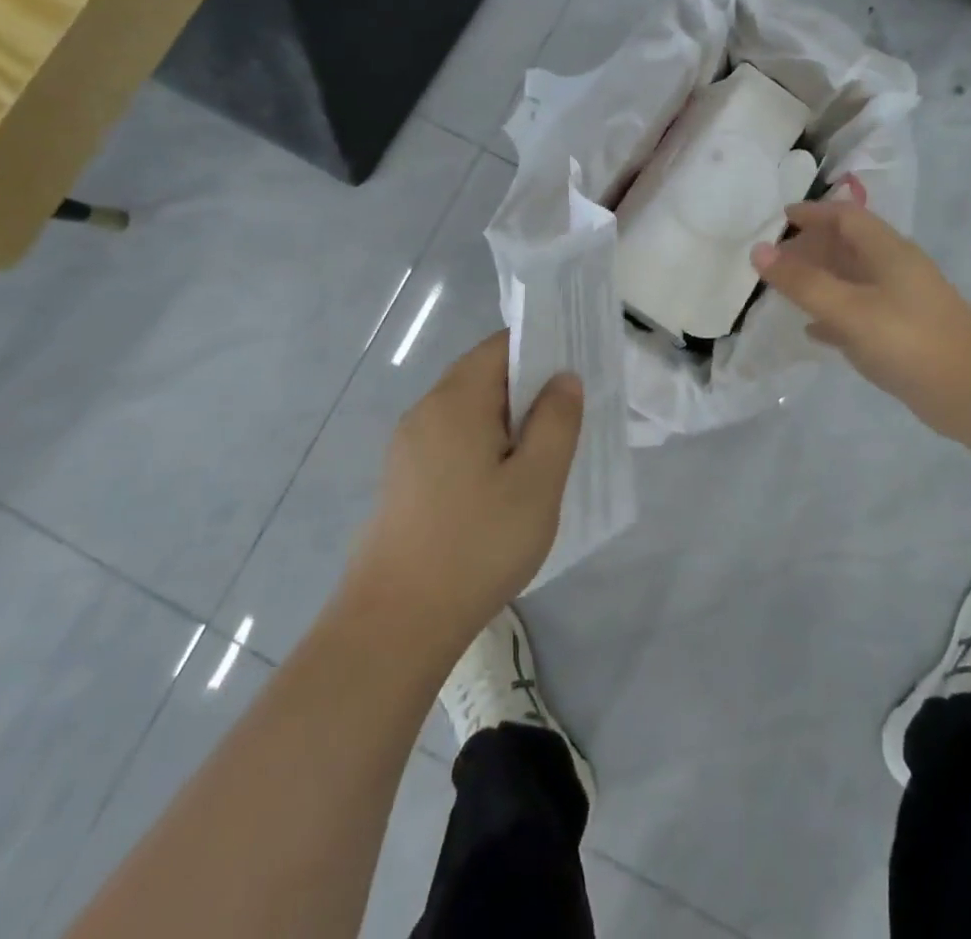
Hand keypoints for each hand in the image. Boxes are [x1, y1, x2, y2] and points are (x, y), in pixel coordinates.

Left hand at [349, 332, 582, 653]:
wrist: (395, 625)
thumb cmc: (477, 544)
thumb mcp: (537, 482)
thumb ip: (557, 421)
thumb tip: (564, 377)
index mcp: (456, 400)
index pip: (500, 346)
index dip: (541, 349)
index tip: (575, 372)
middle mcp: (425, 412)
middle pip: (483, 377)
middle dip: (528, 390)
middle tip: (569, 419)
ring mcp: (408, 448)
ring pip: (469, 413)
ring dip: (507, 423)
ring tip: (544, 455)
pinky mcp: (404, 481)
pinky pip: (453, 443)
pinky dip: (484, 448)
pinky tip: (504, 487)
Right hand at [751, 194, 970, 441]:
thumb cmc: (911, 342)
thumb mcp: (851, 310)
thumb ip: (804, 282)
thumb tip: (758, 250)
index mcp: (889, 251)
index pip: (846, 216)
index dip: (813, 213)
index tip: (778, 220)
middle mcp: (896, 269)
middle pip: (848, 245)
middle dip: (811, 247)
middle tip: (773, 260)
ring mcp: (901, 302)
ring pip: (852, 279)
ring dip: (819, 279)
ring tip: (783, 290)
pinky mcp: (902, 333)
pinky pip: (859, 312)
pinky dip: (833, 313)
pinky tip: (812, 330)